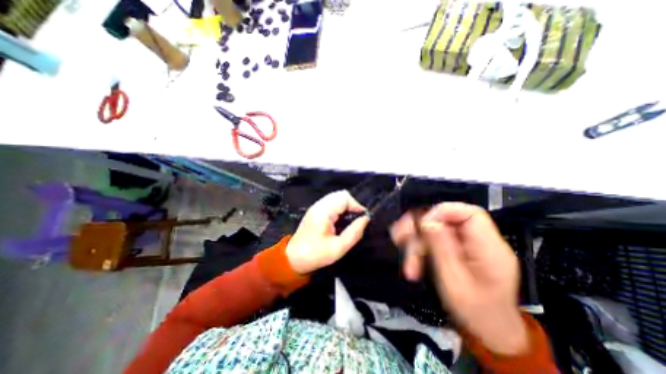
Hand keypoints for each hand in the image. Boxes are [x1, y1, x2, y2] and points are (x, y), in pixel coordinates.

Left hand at [286, 193, 369, 274]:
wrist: (294, 258)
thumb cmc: (316, 255)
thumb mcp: (339, 248)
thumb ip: (354, 232)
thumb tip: (366, 218)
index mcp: (323, 212)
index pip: (344, 197)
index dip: (357, 205)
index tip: (363, 218)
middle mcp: (319, 205)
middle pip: (341, 194)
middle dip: (352, 205)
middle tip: (357, 219)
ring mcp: (316, 206)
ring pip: (336, 197)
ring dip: (346, 206)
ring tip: (350, 220)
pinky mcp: (316, 210)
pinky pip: (331, 203)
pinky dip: (340, 208)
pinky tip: (341, 220)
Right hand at [391, 203, 524, 354]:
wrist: (488, 331)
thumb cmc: (475, 312)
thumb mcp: (454, 282)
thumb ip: (442, 248)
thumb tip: (427, 220)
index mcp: (489, 248)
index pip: (469, 213)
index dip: (442, 211)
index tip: (420, 224)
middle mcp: (479, 240)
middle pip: (445, 218)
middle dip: (419, 227)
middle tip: (400, 238)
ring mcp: (467, 244)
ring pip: (434, 229)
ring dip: (415, 242)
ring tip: (407, 262)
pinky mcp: (456, 248)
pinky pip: (433, 240)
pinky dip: (420, 249)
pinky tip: (412, 264)